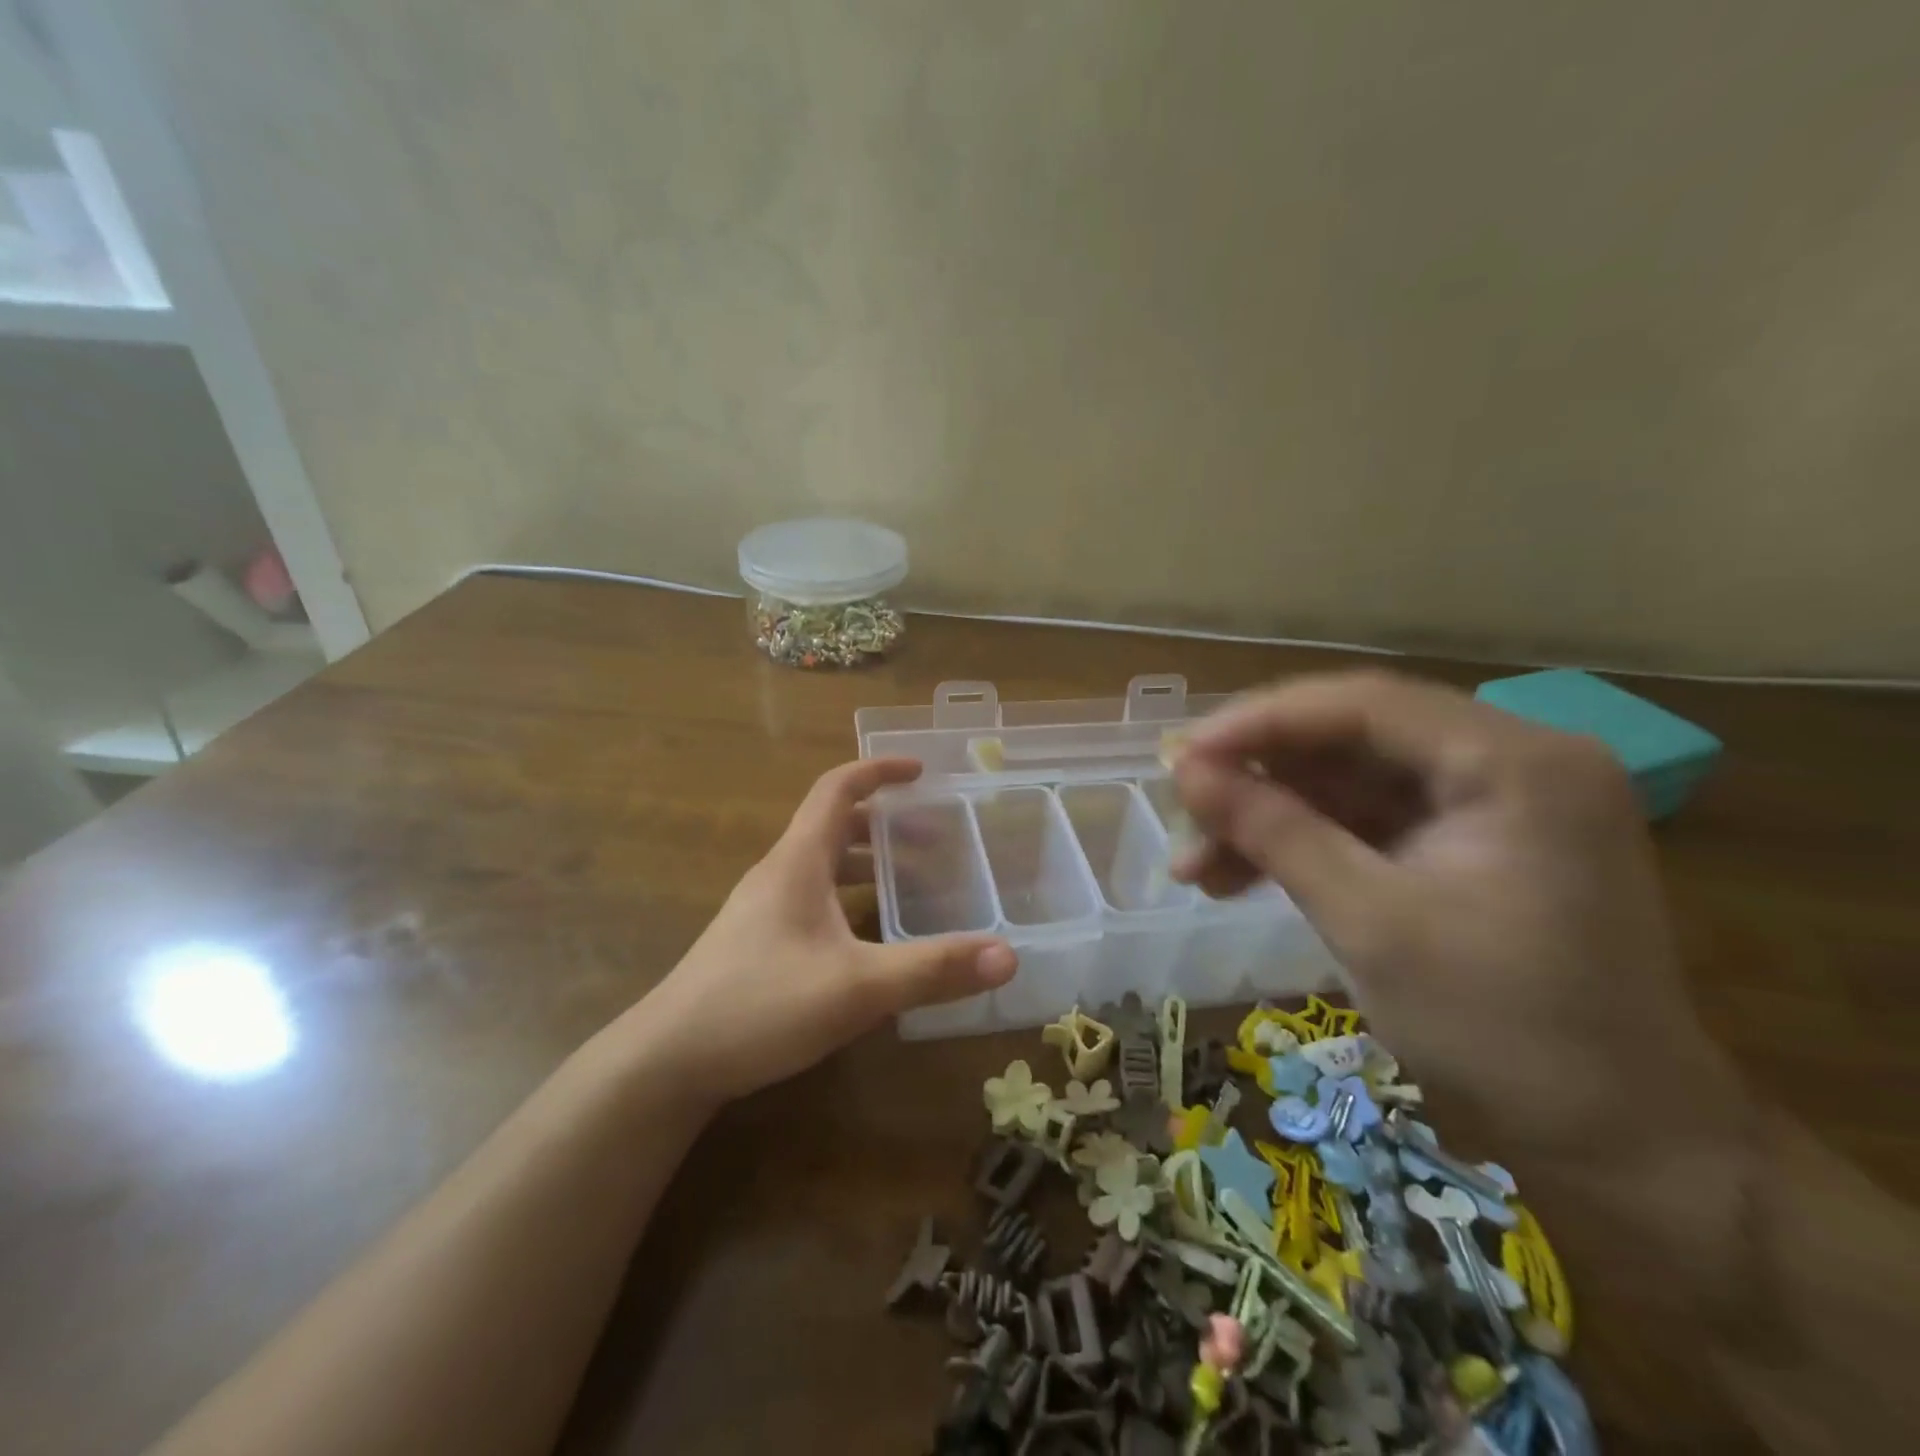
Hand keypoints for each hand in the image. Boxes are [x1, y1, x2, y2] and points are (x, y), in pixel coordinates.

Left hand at [635, 757, 1016, 1102]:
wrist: (667, 1061)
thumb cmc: (760, 1005)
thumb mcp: (857, 988)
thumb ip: (932, 970)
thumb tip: (1008, 955)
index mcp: (797, 861)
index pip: (837, 789)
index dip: (877, 770)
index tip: (920, 770)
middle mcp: (778, 874)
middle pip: (832, 825)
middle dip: (883, 822)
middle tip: (933, 836)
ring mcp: (762, 909)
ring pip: (821, 865)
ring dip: (865, 862)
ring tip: (910, 881)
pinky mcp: (755, 942)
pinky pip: (810, 898)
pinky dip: (846, 897)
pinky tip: (866, 937)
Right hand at [1170, 671, 1745, 1163]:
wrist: (1620, 1145)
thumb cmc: (1502, 1031)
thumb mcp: (1369, 921)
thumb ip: (1274, 831)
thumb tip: (1184, 770)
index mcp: (1517, 762)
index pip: (1364, 704)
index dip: (1259, 723)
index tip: (1179, 756)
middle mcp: (1512, 760)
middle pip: (1351, 738)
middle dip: (1258, 779)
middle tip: (1182, 815)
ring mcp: (1493, 803)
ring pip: (1348, 782)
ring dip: (1269, 818)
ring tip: (1195, 867)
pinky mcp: (1471, 842)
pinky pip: (1367, 821)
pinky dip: (1304, 845)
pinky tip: (1238, 877)